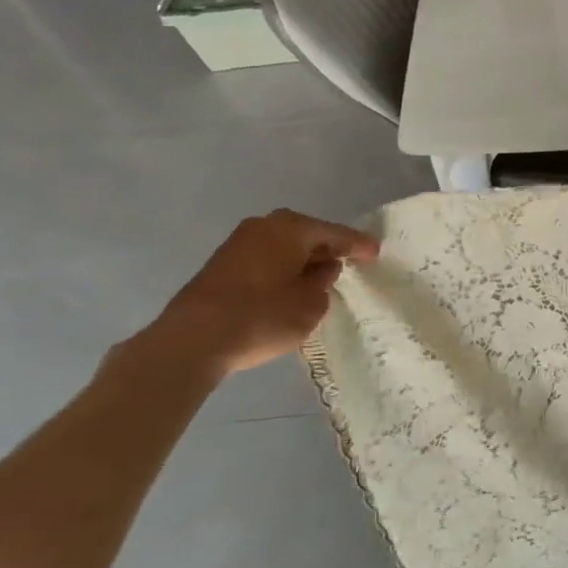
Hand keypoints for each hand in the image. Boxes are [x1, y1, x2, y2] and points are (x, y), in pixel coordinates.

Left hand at [134, 210, 380, 379]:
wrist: (191, 342)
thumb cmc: (262, 316)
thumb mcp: (310, 304)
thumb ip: (322, 283)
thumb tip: (318, 270)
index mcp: (292, 228)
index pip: (336, 233)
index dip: (359, 245)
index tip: (376, 253)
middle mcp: (265, 226)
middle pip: (306, 234)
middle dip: (326, 248)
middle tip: (346, 262)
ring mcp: (238, 243)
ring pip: (282, 245)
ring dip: (300, 259)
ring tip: (317, 277)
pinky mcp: (220, 265)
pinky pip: (264, 258)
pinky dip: (280, 268)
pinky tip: (287, 286)